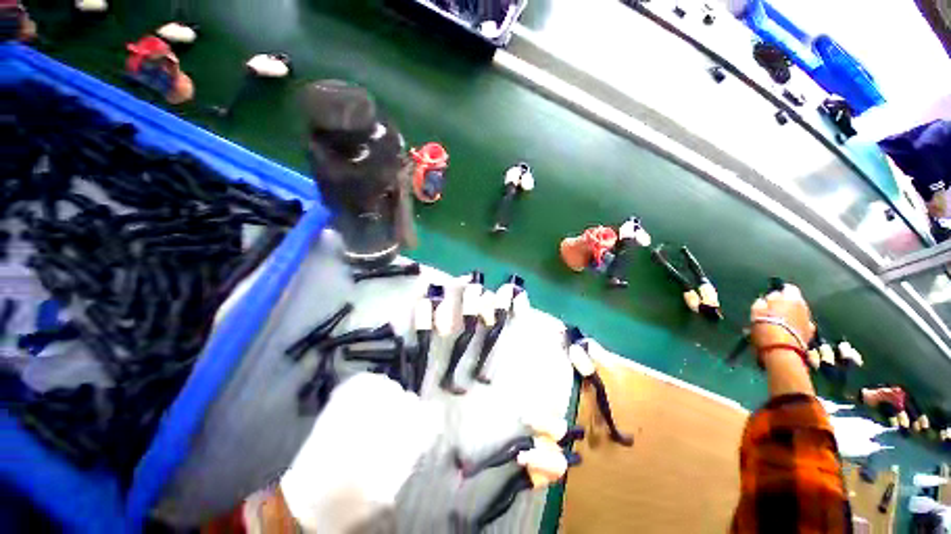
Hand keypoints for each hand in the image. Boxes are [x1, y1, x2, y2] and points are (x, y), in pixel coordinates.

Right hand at [749, 284, 814, 350]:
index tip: (770, 297)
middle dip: (785, 304)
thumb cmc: (766, 328)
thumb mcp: (756, 312)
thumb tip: (765, 300)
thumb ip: (762, 303)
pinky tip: (786, 331)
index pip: (788, 288)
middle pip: (795, 301)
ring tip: (778, 322)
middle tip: (772, 310)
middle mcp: (804, 306)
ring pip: (798, 313)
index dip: (779, 291)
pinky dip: (795, 325)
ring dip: (790, 315)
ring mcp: (809, 320)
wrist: (782, 351)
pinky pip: (801, 324)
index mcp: (791, 298)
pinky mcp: (811, 333)